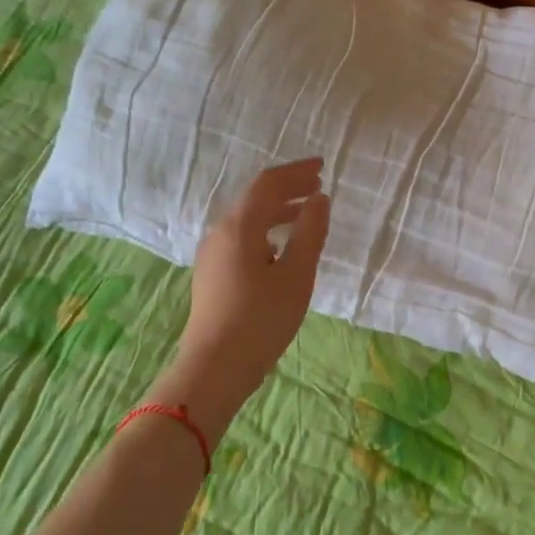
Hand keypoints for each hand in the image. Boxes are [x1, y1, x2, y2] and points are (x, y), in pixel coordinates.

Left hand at [145, 158, 330, 440]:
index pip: (268, 184)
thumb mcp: (296, 275)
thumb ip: (309, 233)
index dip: (296, 172)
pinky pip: (242, 238)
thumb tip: (319, 200)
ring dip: (277, 211)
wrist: (216, 367)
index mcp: (239, 227)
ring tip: (305, 214)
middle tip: (318, 188)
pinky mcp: (213, 274)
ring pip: (247, 219)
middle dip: (287, 189)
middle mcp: (220, 233)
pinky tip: (281, 248)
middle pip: (255, 198)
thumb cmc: (261, 319)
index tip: (322, 168)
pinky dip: (266, 231)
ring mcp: (212, 254)